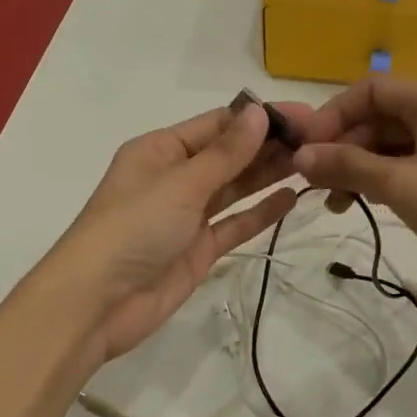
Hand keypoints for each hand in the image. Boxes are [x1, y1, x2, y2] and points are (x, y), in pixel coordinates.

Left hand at [44, 102, 303, 364]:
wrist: (96, 304)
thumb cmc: (133, 228)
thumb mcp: (180, 183)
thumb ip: (225, 153)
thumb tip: (258, 112)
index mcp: (160, 150)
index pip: (217, 124)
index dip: (258, 118)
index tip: (303, 116)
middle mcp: (174, 177)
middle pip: (229, 155)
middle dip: (268, 146)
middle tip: (320, 140)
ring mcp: (187, 215)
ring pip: (235, 188)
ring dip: (268, 175)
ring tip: (313, 163)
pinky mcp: (198, 249)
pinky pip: (234, 224)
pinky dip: (260, 212)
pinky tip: (291, 199)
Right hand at [290, 77, 416, 309]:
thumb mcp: (400, 186)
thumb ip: (346, 165)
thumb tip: (299, 155)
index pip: (369, 90)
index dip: (332, 115)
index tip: (304, 149)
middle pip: (378, 116)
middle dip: (342, 146)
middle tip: (313, 183)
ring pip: (390, 143)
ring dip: (358, 167)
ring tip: (335, 203)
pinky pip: (407, 164)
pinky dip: (381, 179)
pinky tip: (362, 204)